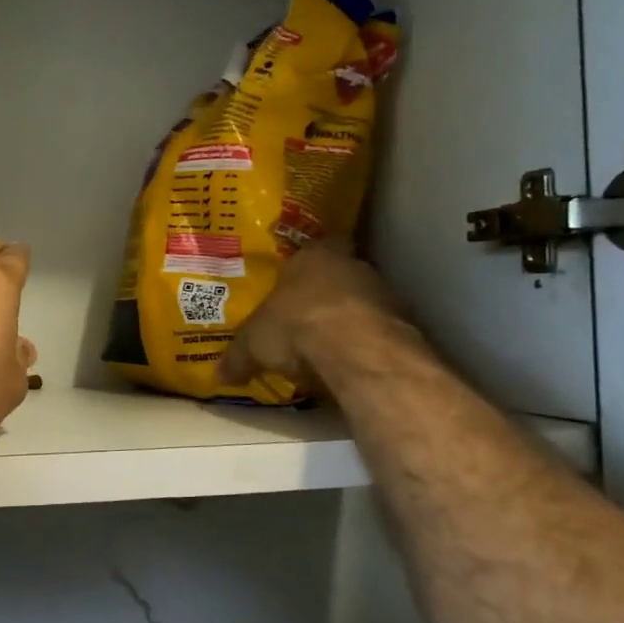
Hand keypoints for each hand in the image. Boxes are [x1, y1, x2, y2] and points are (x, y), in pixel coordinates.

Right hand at [218, 244, 409, 392]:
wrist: (356, 350)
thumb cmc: (295, 326)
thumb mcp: (253, 344)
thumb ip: (238, 356)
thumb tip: (219, 375)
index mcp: (313, 256)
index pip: (314, 247)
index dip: (304, 265)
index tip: (294, 281)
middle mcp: (352, 266)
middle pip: (338, 275)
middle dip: (324, 296)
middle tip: (304, 319)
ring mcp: (383, 293)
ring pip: (362, 302)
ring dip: (348, 321)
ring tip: (326, 347)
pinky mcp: (404, 324)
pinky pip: (378, 330)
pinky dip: (365, 344)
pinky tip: (349, 364)